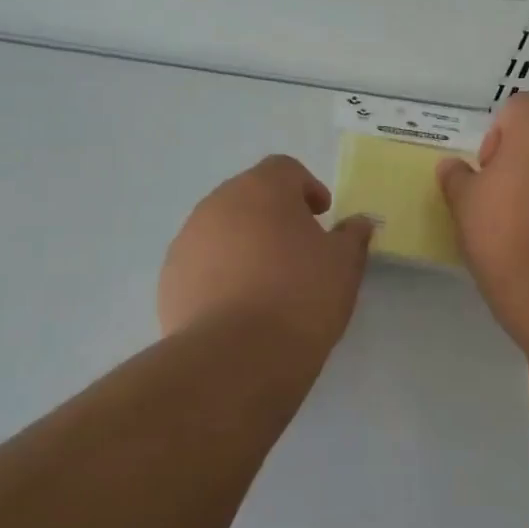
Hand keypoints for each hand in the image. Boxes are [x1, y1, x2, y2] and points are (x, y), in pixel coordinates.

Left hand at [158, 155, 375, 346]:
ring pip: (222, 229)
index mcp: (262, 188)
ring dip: (244, 244)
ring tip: (266, 283)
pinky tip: (237, 308)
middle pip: (250, 196)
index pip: (285, 169)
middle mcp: (218, 203)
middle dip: (273, 216)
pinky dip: (219, 274)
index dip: (306, 188)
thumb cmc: (299, 297)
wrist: (234, 358)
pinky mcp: (170, 278)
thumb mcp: (344, 266)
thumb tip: (358, 223)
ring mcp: (188, 239)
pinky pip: (201, 264)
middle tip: (297, 249)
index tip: (321, 216)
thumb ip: (352, 236)